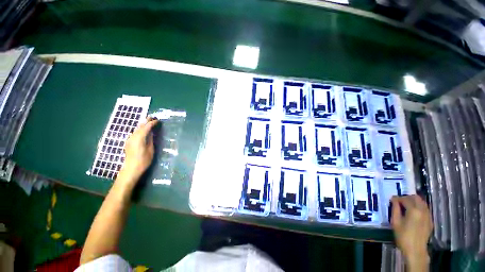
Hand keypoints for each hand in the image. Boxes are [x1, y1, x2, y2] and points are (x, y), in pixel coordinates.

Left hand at [119, 118, 158, 183]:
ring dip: (142, 125)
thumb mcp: (150, 150)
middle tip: (152, 117)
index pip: (146, 127)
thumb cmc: (143, 160)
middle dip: (146, 121)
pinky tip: (142, 130)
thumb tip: (151, 133)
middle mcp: (133, 137)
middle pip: (139, 127)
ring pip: (136, 129)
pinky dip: (139, 129)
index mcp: (139, 138)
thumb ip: (150, 140)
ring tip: (148, 121)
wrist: (131, 169)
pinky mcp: (128, 143)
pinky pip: (135, 133)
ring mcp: (129, 140)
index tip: (158, 120)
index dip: (152, 123)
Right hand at [391, 195, 432, 270]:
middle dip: (407, 197)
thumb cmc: (403, 236)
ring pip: (422, 202)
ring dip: (414, 202)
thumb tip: (394, 200)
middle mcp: (422, 211)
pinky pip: (425, 209)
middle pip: (416, 198)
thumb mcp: (395, 222)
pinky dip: (419, 207)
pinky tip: (413, 214)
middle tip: (400, 202)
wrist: (415, 250)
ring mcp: (428, 216)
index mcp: (413, 210)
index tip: (392, 200)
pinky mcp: (430, 221)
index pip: (405, 199)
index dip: (397, 198)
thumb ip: (395, 209)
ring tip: (406, 207)